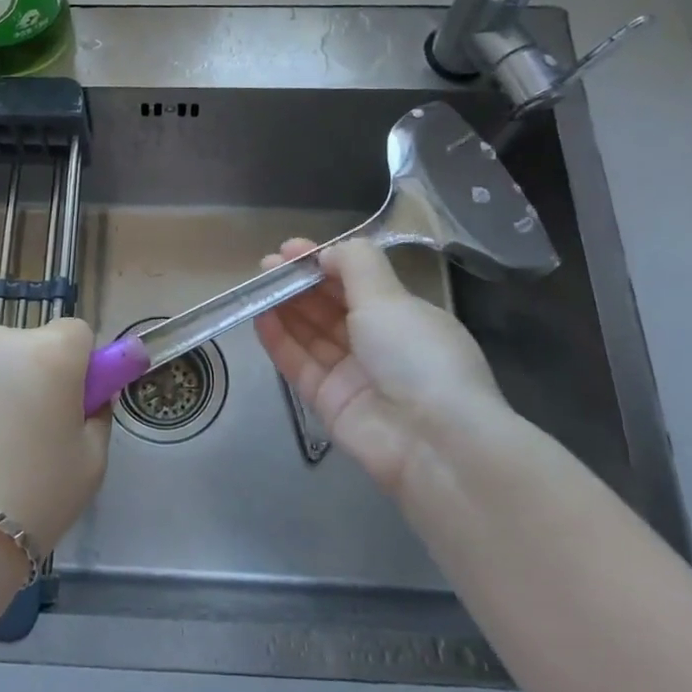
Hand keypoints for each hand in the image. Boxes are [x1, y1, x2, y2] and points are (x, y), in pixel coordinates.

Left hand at [0, 319, 109, 554]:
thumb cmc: (32, 501)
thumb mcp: (91, 464)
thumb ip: (97, 415)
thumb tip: (89, 397)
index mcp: (50, 354)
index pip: (75, 332)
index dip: (77, 365)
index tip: (69, 402)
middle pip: (25, 345)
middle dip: (29, 375)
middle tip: (23, 431)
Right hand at [254, 238, 517, 493]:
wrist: (433, 442)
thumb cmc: (416, 355)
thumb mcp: (390, 297)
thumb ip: (355, 264)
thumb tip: (327, 253)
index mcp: (404, 316)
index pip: (358, 282)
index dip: (324, 263)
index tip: (291, 249)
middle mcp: (379, 344)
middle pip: (331, 307)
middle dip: (300, 284)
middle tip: (266, 265)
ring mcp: (353, 375)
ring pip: (312, 334)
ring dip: (285, 307)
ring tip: (258, 285)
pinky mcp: (329, 402)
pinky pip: (299, 364)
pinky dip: (280, 340)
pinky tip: (260, 316)